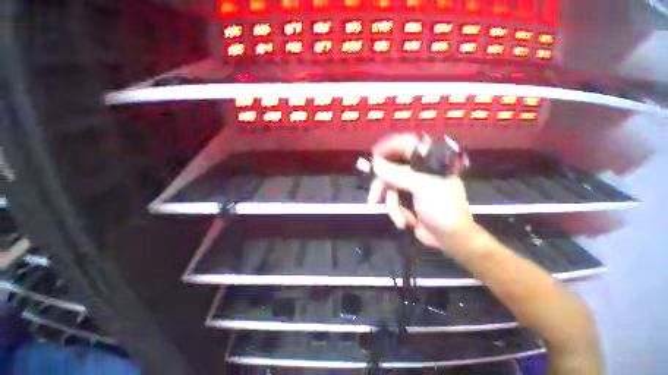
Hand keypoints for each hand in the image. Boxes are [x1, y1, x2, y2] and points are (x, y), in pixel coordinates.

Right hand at [368, 133, 481, 258]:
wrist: (450, 238)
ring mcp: (410, 186)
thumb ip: (397, 174)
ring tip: (400, 220)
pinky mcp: (405, 199)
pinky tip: (405, 222)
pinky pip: (391, 200)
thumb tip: (375, 163)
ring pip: (388, 187)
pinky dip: (396, 212)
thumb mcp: (422, 187)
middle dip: (383, 187)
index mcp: (428, 162)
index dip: (389, 146)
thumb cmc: (443, 208)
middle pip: (391, 169)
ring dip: (391, 205)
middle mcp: (418, 171)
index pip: (406, 144)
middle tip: (374, 197)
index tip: (374, 154)